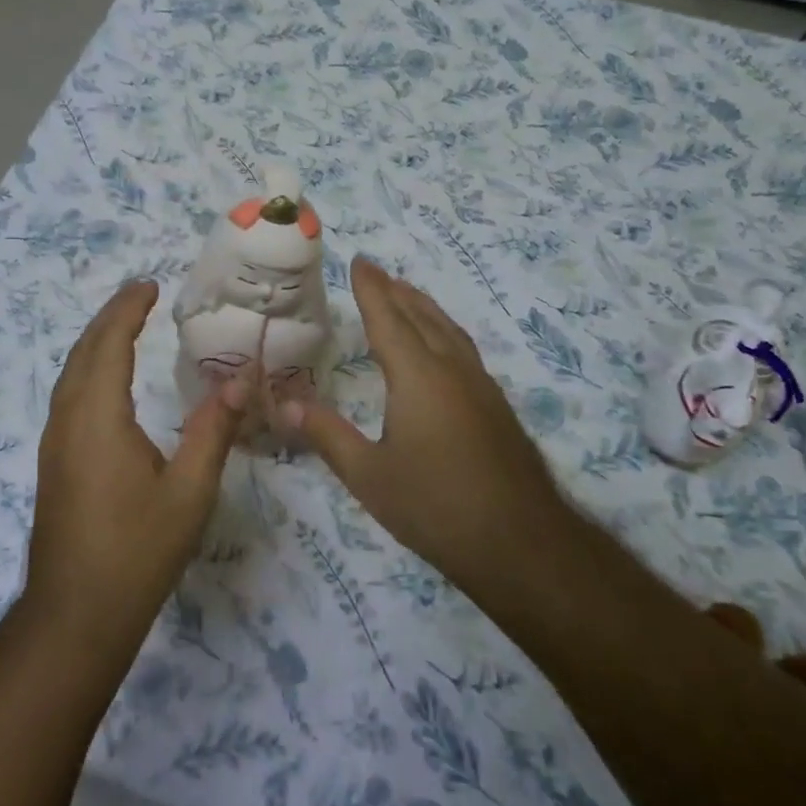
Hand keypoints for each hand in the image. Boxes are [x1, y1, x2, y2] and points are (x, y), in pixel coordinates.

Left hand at [24, 280, 245, 653]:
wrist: (75, 615)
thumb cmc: (136, 551)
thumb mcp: (189, 491)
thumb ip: (213, 430)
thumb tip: (239, 380)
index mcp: (98, 418)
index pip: (109, 345)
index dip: (127, 310)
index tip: (150, 286)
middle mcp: (68, 421)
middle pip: (83, 353)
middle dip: (110, 318)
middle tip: (140, 296)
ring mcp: (54, 443)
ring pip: (70, 375)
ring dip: (96, 344)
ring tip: (126, 327)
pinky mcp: (54, 463)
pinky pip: (68, 397)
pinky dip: (89, 371)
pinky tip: (108, 384)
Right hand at [282, 258, 562, 597]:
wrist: (521, 544)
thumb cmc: (435, 506)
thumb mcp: (368, 475)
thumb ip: (326, 434)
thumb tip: (284, 403)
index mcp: (418, 376)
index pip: (389, 319)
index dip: (372, 289)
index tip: (359, 261)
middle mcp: (452, 369)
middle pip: (422, 316)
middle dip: (397, 291)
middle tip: (377, 272)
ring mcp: (481, 387)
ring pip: (449, 331)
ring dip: (425, 308)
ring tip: (408, 296)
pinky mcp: (497, 408)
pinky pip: (464, 350)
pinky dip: (444, 332)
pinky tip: (442, 350)